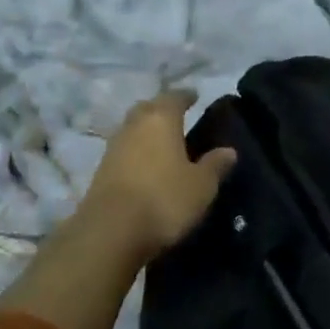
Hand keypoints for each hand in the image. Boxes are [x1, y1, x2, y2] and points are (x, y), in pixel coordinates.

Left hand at [77, 89, 236, 262]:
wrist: (110, 232)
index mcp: (160, 119)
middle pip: (148, 108)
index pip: (174, 97)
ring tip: (162, 142)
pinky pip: (123, 151)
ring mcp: (113, 147)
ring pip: (132, 129)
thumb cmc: (163, 200)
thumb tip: (229, 150)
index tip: (194, 96)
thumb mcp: (201, 186)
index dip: (185, 96)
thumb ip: (215, 165)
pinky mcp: (100, 171)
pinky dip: (135, 153)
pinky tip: (145, 166)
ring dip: (146, 131)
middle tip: (177, 117)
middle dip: (161, 109)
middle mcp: (134, 125)